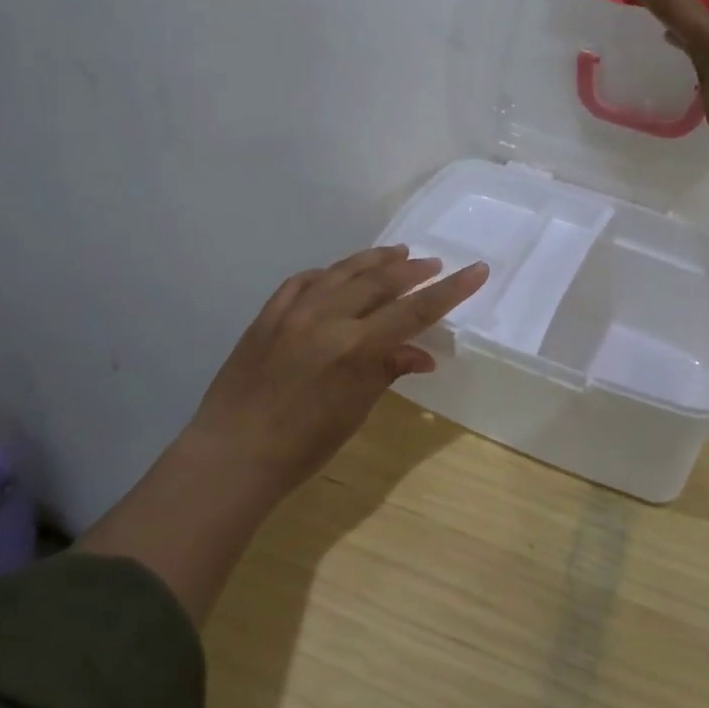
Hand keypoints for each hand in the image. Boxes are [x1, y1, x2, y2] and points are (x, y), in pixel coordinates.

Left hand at [80, 245, 487, 622]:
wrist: (232, 454)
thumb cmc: (302, 446)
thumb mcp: (354, 411)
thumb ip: (387, 371)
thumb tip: (422, 354)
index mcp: (355, 347)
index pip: (415, 310)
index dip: (450, 289)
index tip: (477, 269)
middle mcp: (327, 318)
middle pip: (381, 281)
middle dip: (413, 270)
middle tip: (433, 264)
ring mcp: (293, 311)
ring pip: (343, 271)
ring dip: (374, 260)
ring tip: (397, 253)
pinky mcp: (268, 314)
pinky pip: (303, 281)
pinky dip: (328, 273)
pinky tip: (337, 273)